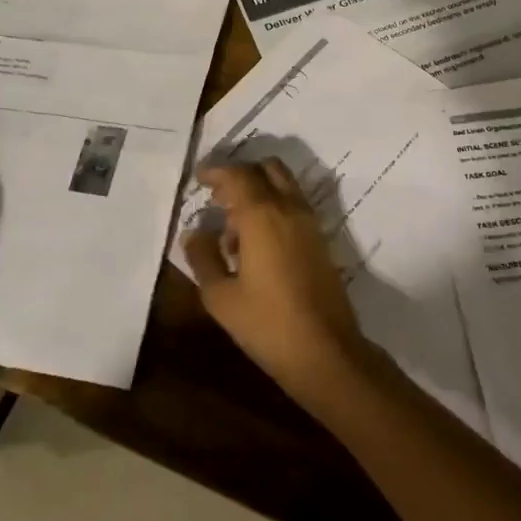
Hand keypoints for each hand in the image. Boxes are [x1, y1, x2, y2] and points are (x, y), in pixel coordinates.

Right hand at [181, 160, 368, 403]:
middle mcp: (290, 208)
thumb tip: (194, 233)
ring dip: (259, 191)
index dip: (216, 171)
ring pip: (284, 185)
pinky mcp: (320, 239)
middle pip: (267, 169)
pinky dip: (274, 208)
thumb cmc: (267, 324)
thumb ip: (203, 258)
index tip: (198, 179)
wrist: (326, 351)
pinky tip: (256, 245)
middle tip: (217, 199)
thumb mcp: (221, 297)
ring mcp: (310, 223)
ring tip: (233, 228)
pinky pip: (294, 206)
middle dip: (240, 175)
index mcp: (263, 215)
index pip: (238, 175)